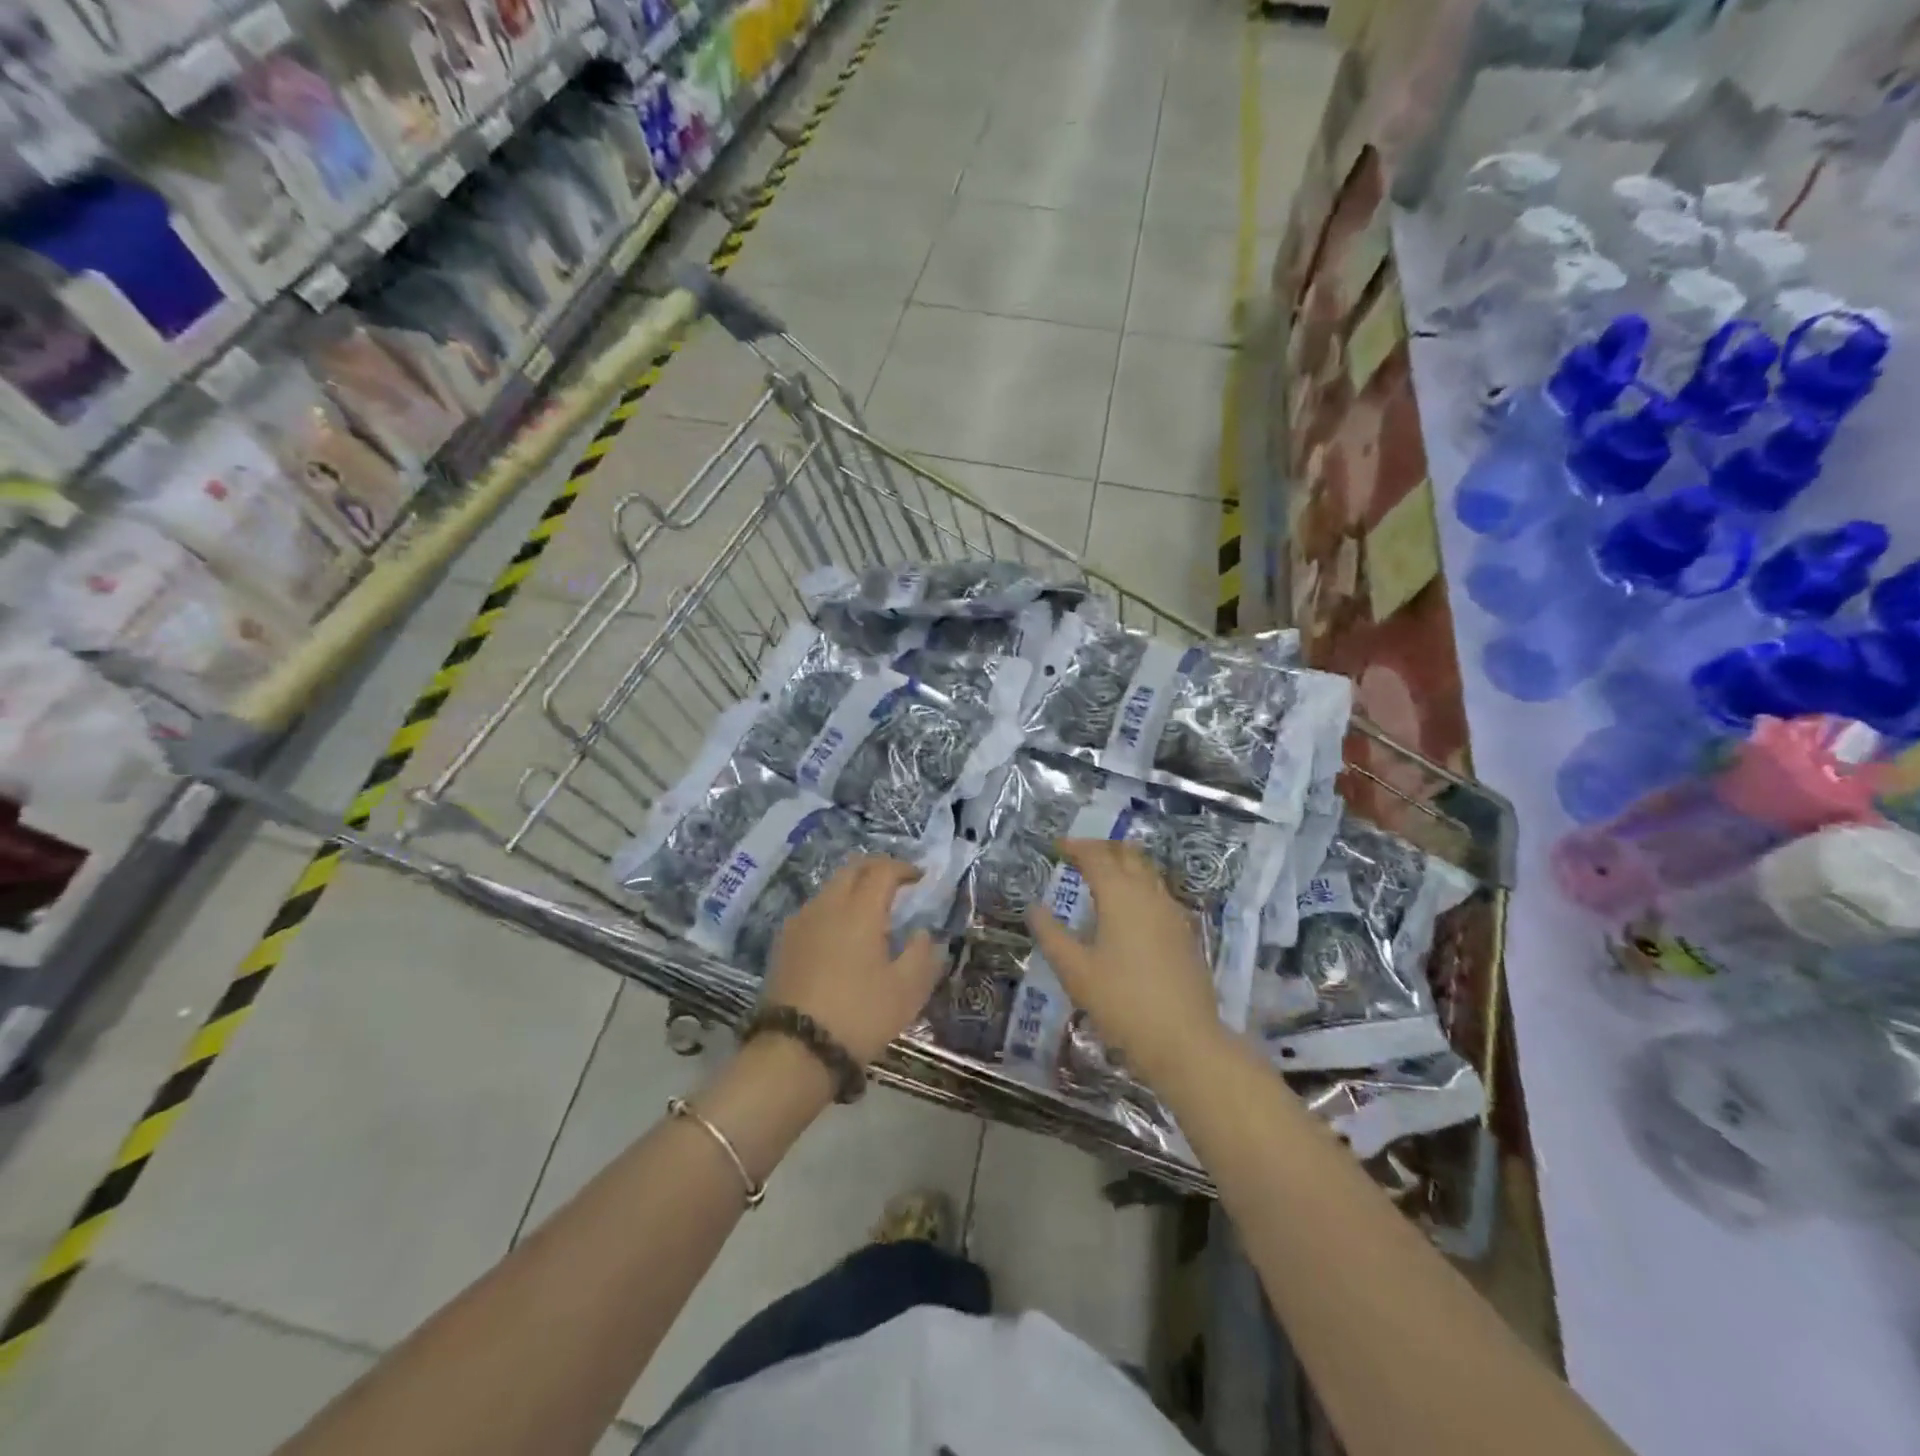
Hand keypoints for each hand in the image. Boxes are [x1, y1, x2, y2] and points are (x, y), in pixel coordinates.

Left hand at [762, 857, 942, 1065]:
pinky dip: (834, 908)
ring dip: (853, 888)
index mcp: (860, 910)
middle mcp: (827, 905)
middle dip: (876, 868)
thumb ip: (922, 954)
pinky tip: (842, 935)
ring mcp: (800, 922)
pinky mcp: (783, 943)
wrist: (795, 1050)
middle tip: (896, 884)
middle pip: (852, 868)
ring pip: (830, 888)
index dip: (904, 868)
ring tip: (871, 911)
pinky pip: (814, 910)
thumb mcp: (907, 991)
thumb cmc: (859, 1016)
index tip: (920, 878)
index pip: (883, 870)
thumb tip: (922, 933)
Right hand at [1025, 839, 1226, 1088]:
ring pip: (1147, 872)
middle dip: (1102, 848)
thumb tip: (1034, 908)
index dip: (1076, 847)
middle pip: (1127, 855)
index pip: (1096, 856)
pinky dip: (1139, 887)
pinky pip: (1158, 894)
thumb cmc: (1122, 1002)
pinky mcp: (1185, 933)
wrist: (1184, 1041)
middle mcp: (1149, 894)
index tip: (1057, 847)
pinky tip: (1128, 910)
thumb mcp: (1075, 971)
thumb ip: (1051, 935)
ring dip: (1123, 865)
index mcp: (1121, 895)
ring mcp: (1172, 913)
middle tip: (1079, 855)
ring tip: (1101, 878)